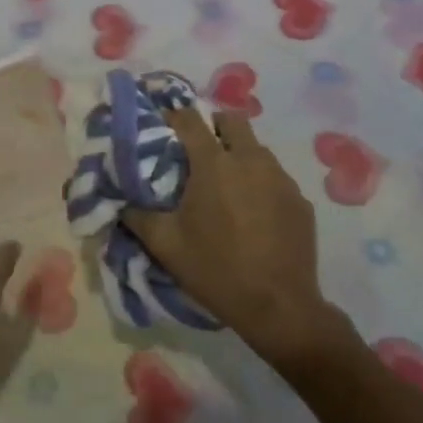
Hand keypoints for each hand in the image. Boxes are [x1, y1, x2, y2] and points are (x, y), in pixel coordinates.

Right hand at [121, 109, 336, 365]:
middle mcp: (251, 160)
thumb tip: (122, 201)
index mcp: (214, 164)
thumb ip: (138, 216)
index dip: (173, 116)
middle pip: (232, 120)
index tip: (163, 125)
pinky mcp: (300, 200)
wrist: (278, 307)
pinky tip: (254, 214)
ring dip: (239, 155)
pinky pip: (276, 178)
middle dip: (213, 126)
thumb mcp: (165, 245)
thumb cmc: (216, 270)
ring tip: (227, 186)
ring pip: (257, 149)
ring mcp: (281, 179)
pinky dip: (261, 184)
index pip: (189, 120)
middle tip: (199, 151)